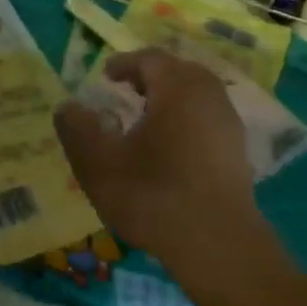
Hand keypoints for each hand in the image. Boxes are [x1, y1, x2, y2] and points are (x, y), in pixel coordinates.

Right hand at [54, 49, 263, 300]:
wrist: (218, 246)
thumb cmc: (154, 194)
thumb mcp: (99, 162)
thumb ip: (77, 128)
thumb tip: (68, 106)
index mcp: (178, 86)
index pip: (149, 59)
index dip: (124, 64)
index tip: (104, 77)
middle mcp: (209, 95)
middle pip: (177, 73)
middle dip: (149, 79)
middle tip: (124, 93)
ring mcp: (229, 124)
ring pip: (195, 97)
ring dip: (169, 102)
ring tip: (144, 122)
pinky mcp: (238, 153)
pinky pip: (206, 122)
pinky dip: (185, 124)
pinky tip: (169, 151)